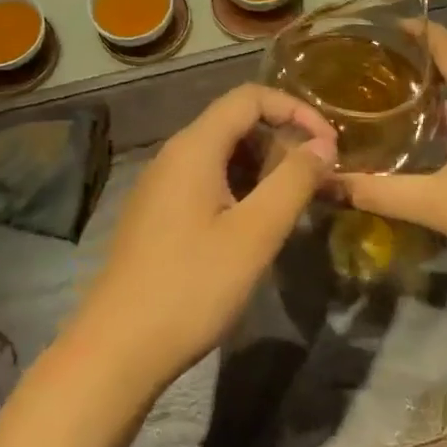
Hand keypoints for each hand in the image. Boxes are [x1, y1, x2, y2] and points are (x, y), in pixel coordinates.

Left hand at [68, 85, 336, 391]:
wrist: (118, 349)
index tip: (328, 144)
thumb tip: (323, 144)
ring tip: (292, 204)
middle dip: (282, 141)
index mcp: (194, 148)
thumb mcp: (255, 234)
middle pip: (236, 122)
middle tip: (315, 180)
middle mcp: (174, 155)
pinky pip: (207, 180)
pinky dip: (241, 187)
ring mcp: (161, 185)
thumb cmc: (192, 286)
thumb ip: (294, 181)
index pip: (250, 98)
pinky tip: (255, 225)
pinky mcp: (158, 214)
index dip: (295, 109)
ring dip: (264, 167)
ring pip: (222, 154)